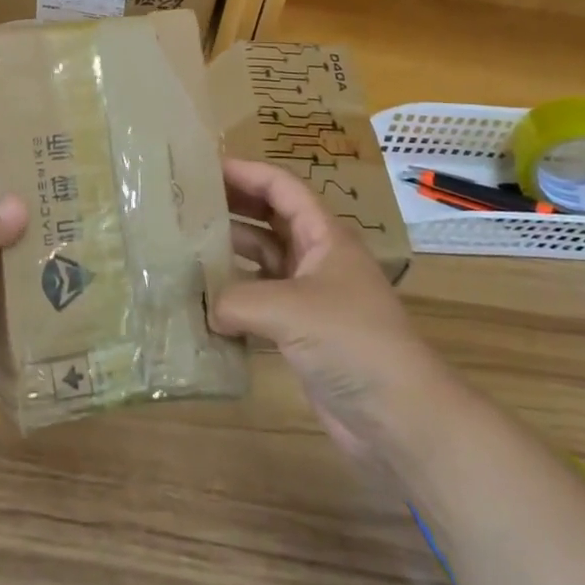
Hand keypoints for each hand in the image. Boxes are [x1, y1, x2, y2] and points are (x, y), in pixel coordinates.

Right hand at [211, 158, 448, 458]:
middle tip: (186, 204)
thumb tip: (205, 309)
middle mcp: (317, 257)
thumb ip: (237, 299)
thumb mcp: (288, 309)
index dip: (246, 172)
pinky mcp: (302, 332)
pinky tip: (203, 303)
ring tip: (184, 247)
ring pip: (264, 259)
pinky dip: (235, 298)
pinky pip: (261, 300)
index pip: (282, 187)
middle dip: (233, 207)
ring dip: (230, 252)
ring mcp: (311, 295)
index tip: (203, 168)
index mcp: (325, 235)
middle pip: (271, 218)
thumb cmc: (351, 341)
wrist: (399, 416)